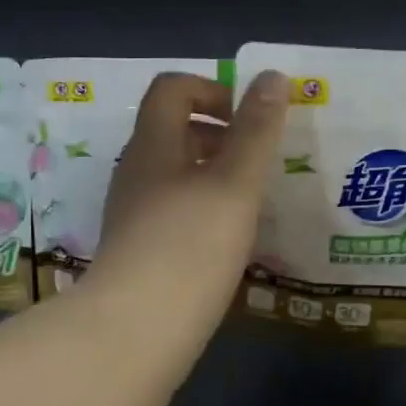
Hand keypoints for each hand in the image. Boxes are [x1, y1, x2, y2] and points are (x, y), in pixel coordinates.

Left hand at [88, 69, 288, 327]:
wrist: (136, 330)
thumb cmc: (190, 245)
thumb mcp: (234, 183)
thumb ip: (256, 130)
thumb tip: (272, 76)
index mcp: (153, 145)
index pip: (172, 89)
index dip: (212, 90)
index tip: (248, 118)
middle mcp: (136, 172)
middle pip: (173, 131)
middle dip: (220, 135)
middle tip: (260, 161)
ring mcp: (133, 213)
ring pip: (175, 175)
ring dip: (214, 175)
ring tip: (253, 201)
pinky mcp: (139, 250)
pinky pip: (174, 211)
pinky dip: (203, 210)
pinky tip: (230, 241)